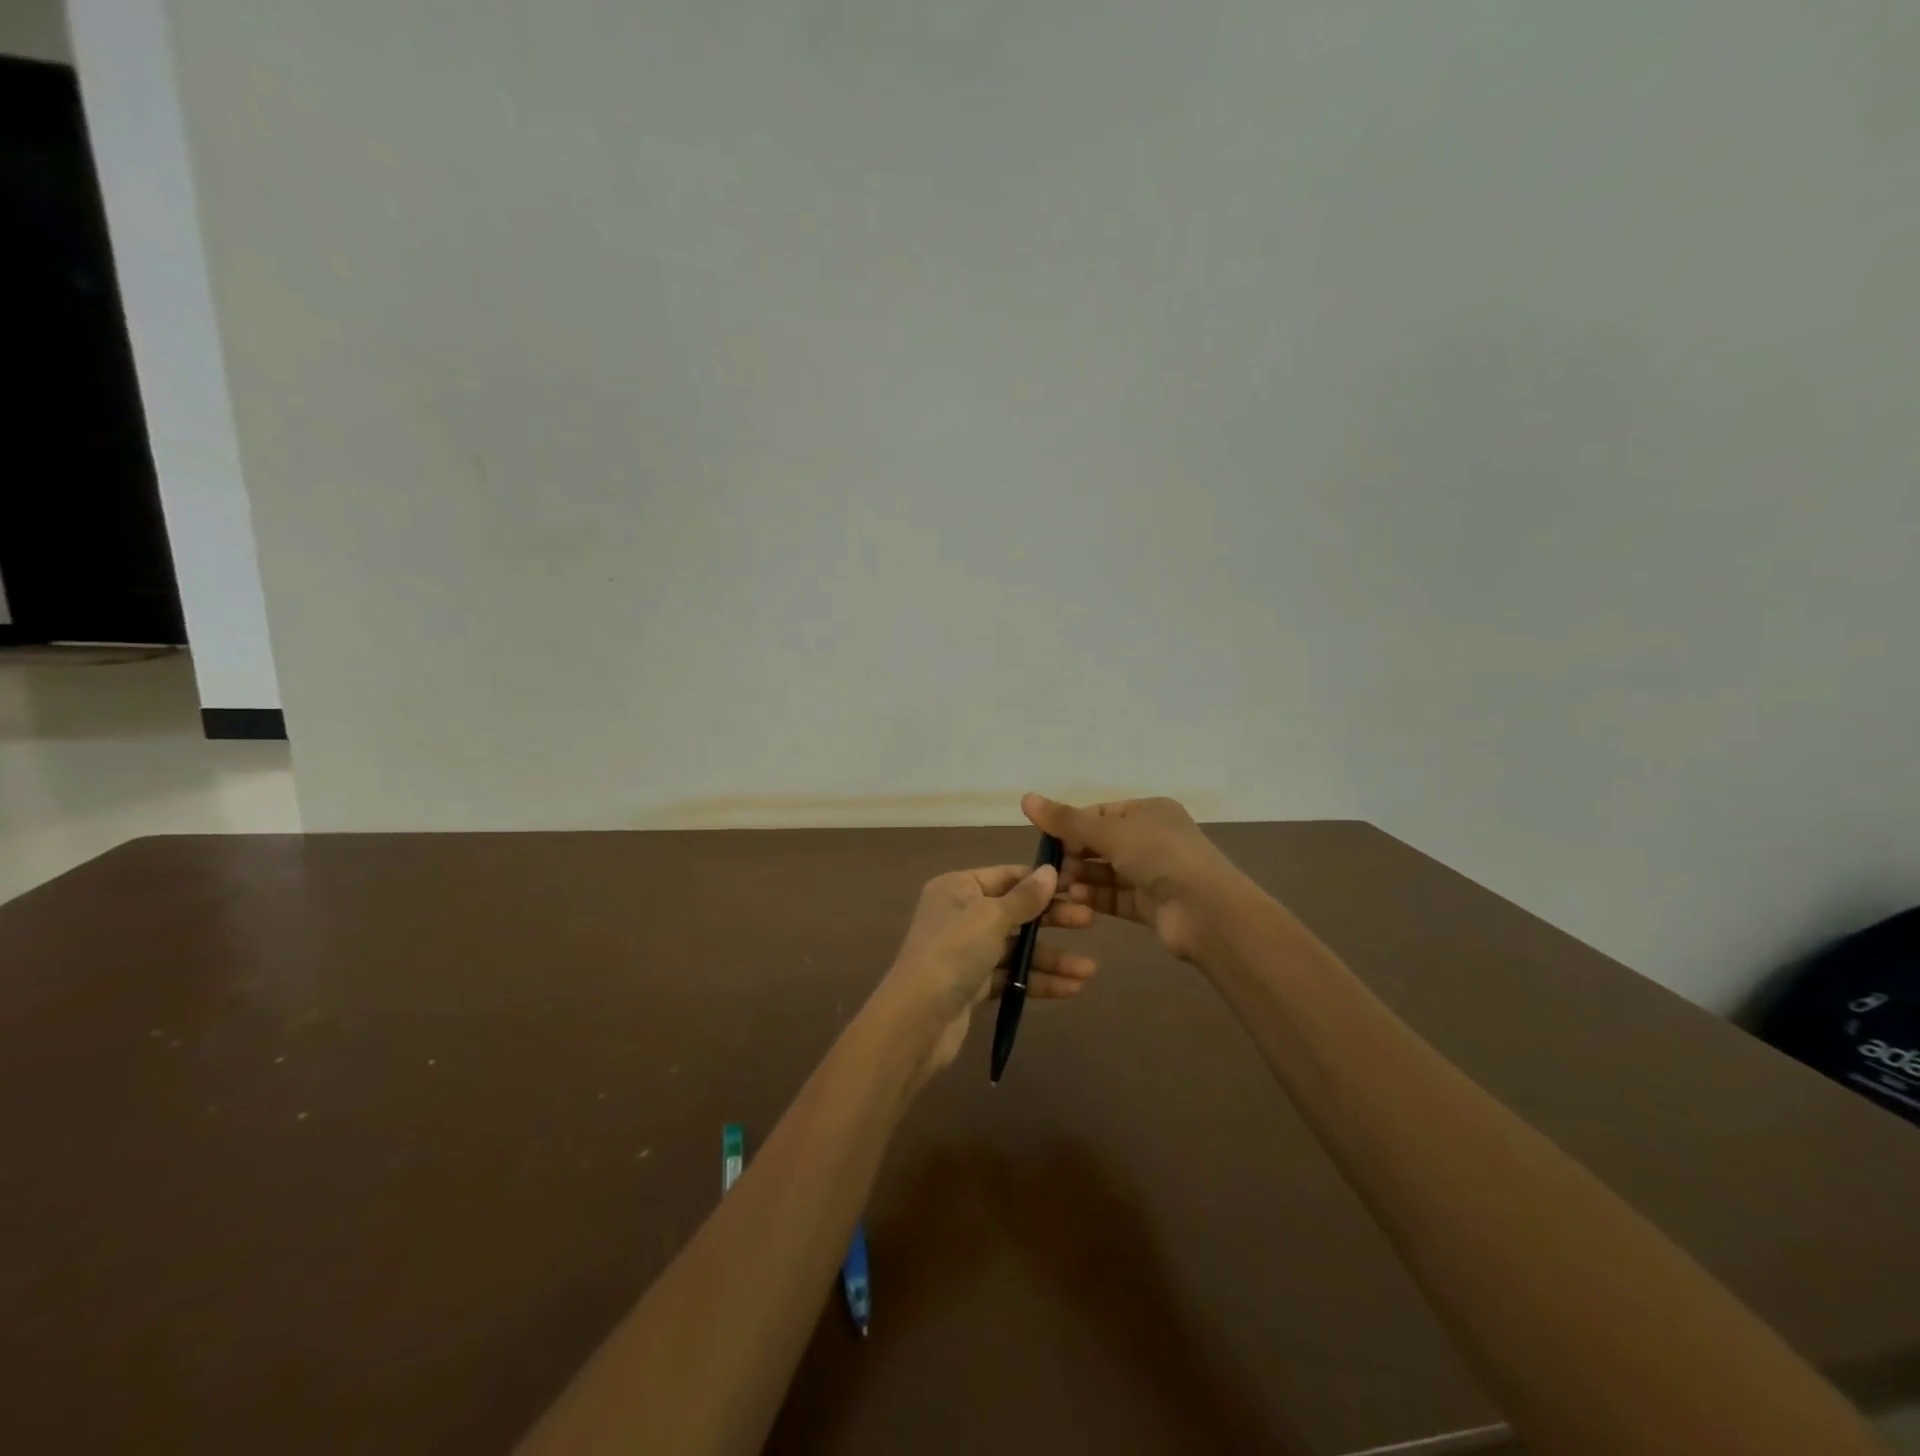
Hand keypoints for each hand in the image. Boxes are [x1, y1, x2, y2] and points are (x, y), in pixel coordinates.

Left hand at [877, 863, 1097, 1076]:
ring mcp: (966, 951)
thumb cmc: (953, 952)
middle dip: (1052, 919)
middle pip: (1015, 912)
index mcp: (958, 887)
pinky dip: (1036, 980)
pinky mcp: (972, 985)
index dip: (1041, 882)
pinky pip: (1010, 976)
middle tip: (1091, 922)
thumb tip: (1050, 871)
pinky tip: (1071, 989)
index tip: (1078, 886)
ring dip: (1051, 957)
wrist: (917, 1019)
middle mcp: (960, 915)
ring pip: (1016, 948)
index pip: (1007, 876)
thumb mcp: (991, 916)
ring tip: (1089, 970)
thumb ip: (1024, 897)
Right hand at [1021, 793, 1242, 965]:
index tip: (1044, 840)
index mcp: (1149, 811)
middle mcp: (1152, 838)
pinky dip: (1096, 897)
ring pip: (1107, 872)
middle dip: (1074, 854)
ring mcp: (1154, 872)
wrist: (1207, 911)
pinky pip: (1116, 896)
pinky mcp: (1152, 904)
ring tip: (1059, 886)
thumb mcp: (1109, 832)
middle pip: (1101, 843)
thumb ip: (1066, 820)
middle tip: (1048, 868)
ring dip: (1082, 877)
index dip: (1071, 825)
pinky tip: (1076, 899)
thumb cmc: (1159, 856)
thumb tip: (1025, 797)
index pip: (1099, 813)